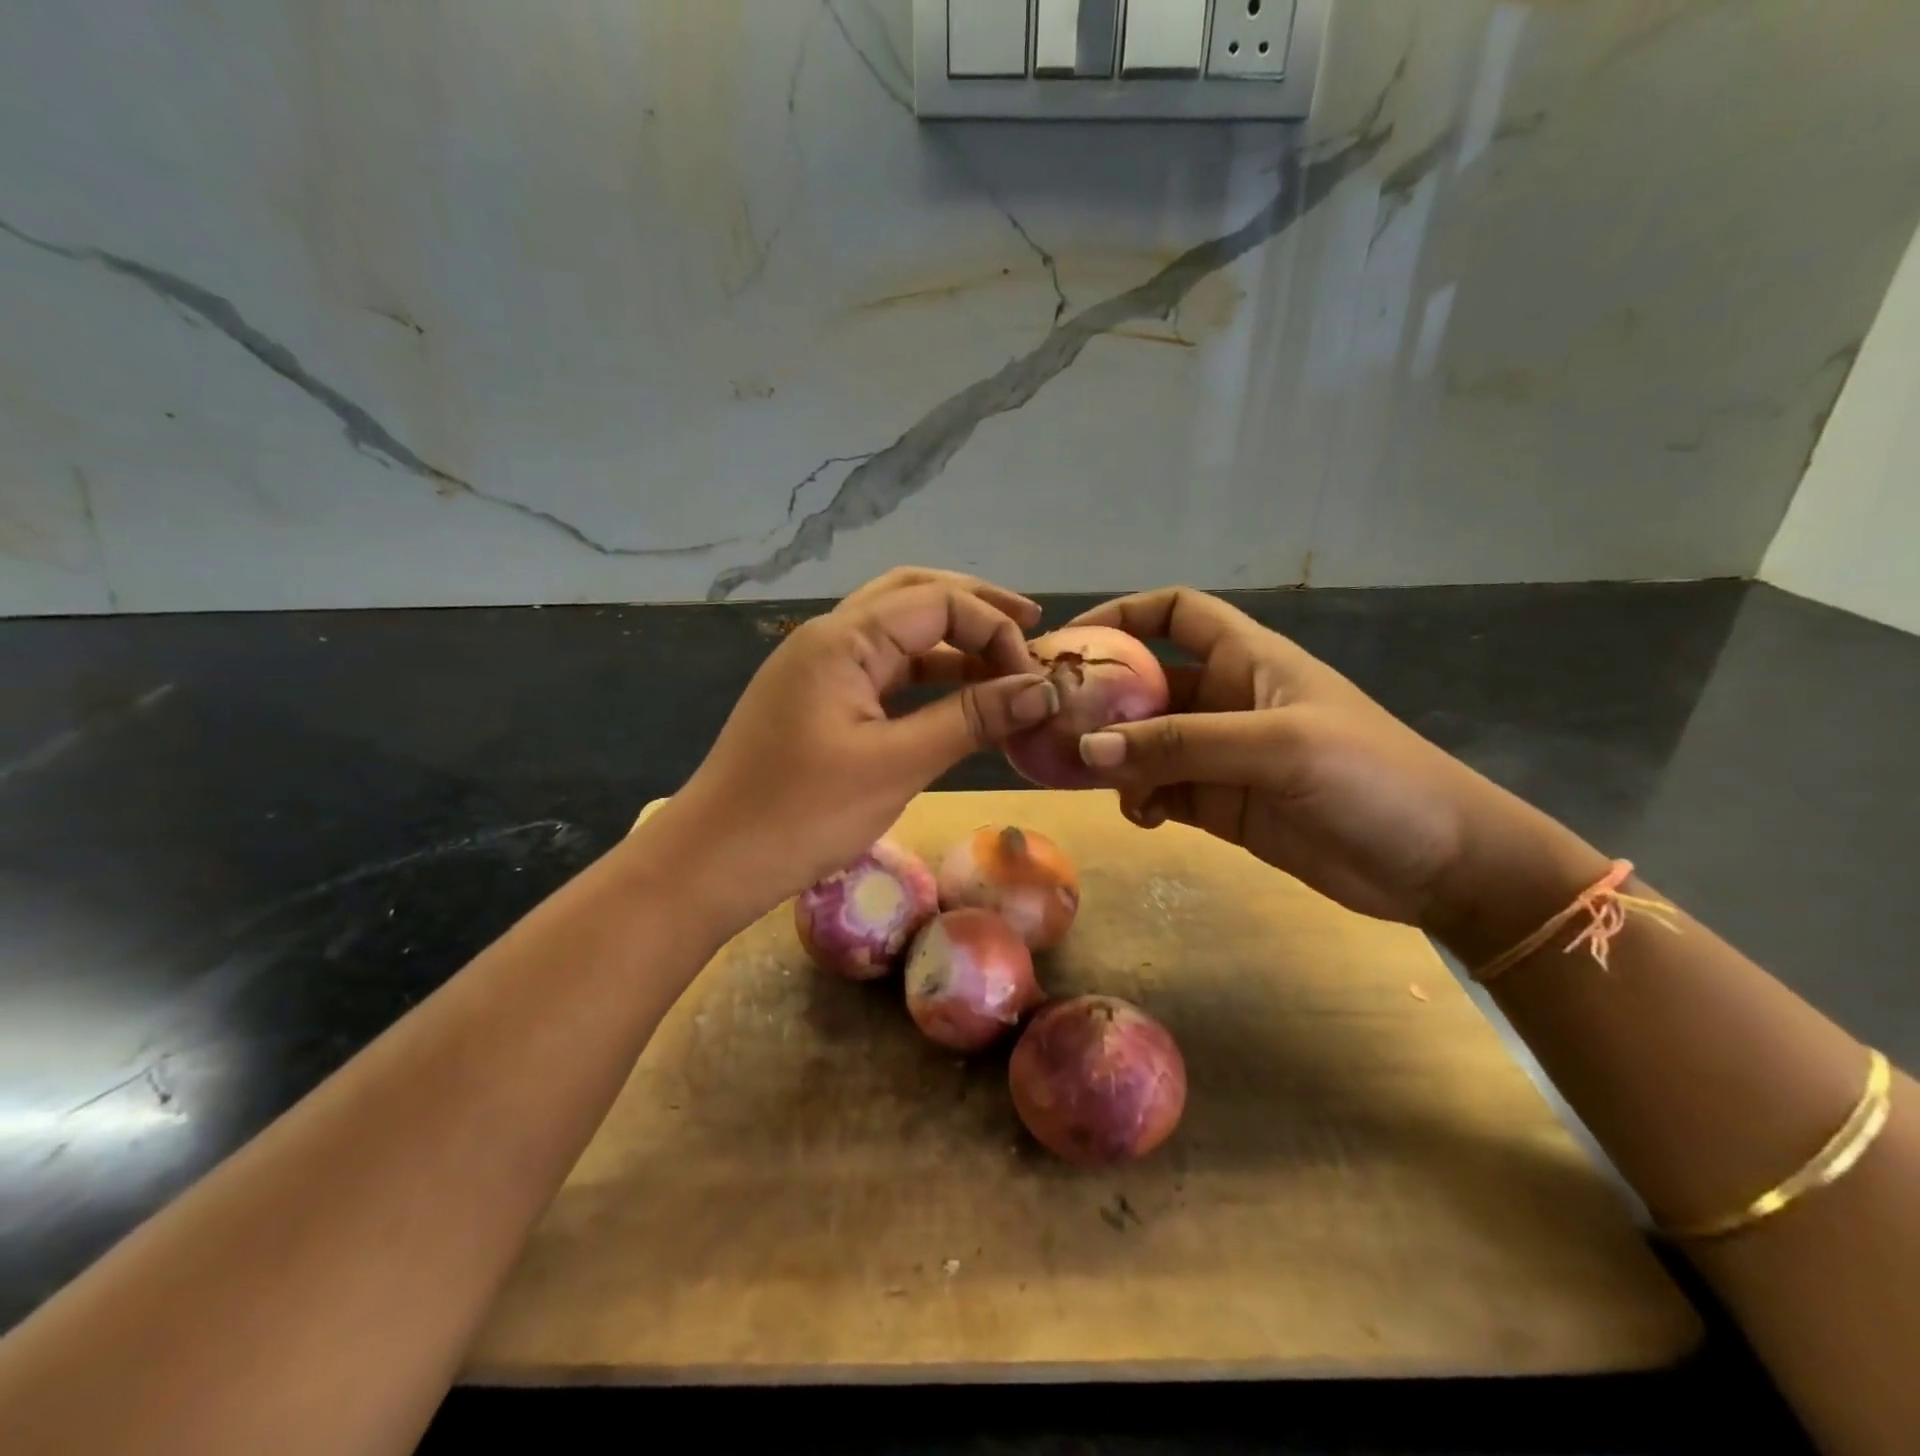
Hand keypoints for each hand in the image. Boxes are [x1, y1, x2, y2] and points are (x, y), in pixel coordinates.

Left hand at [642, 569, 1056, 926]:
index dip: (993, 629)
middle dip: (975, 607)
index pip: (937, 601)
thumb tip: (1042, 690)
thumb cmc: (801, 814)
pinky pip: (882, 670)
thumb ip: (970, 719)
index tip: (1032, 678)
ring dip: (951, 639)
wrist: (712, 862)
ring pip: (897, 631)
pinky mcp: (818, 700)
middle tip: (1031, 627)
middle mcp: (829, 637)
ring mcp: (819, 668)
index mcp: (843, 638)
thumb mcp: (896, 765)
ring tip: (1004, 659)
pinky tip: (957, 693)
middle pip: (913, 595)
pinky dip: (925, 674)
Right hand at [1067, 588, 1606, 952]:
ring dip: (1116, 757)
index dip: (1125, 615)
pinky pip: (1161, 791)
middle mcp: (1227, 700)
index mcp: (1247, 660)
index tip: (1072, 639)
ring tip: (1091, 777)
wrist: (1438, 864)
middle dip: (1102, 701)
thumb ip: (1182, 746)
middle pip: (1147, 684)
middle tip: (1052, 724)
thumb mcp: (1277, 747)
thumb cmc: (1371, 777)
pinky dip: (1140, 799)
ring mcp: (1222, 755)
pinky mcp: (1222, 805)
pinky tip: (1140, 816)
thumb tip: (1090, 748)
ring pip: (1146, 743)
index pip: (1177, 614)